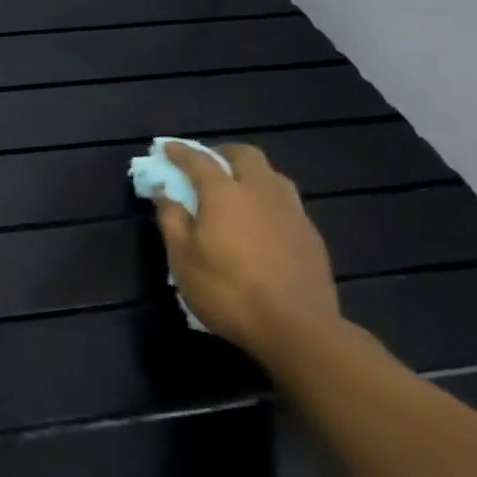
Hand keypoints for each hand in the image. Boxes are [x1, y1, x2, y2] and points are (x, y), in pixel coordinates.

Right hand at [153, 143, 341, 362]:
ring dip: (250, 174)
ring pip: (272, 176)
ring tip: (235, 191)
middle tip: (206, 165)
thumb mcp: (183, 258)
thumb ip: (172, 219)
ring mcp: (292, 212)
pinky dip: (267, 199)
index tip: (166, 148)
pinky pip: (286, 202)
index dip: (179, 151)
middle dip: (222, 153)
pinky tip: (260, 222)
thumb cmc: (228, 291)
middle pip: (245, 155)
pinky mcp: (311, 234)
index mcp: (225, 194)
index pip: (198, 160)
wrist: (298, 329)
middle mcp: (261, 192)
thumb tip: (165, 193)